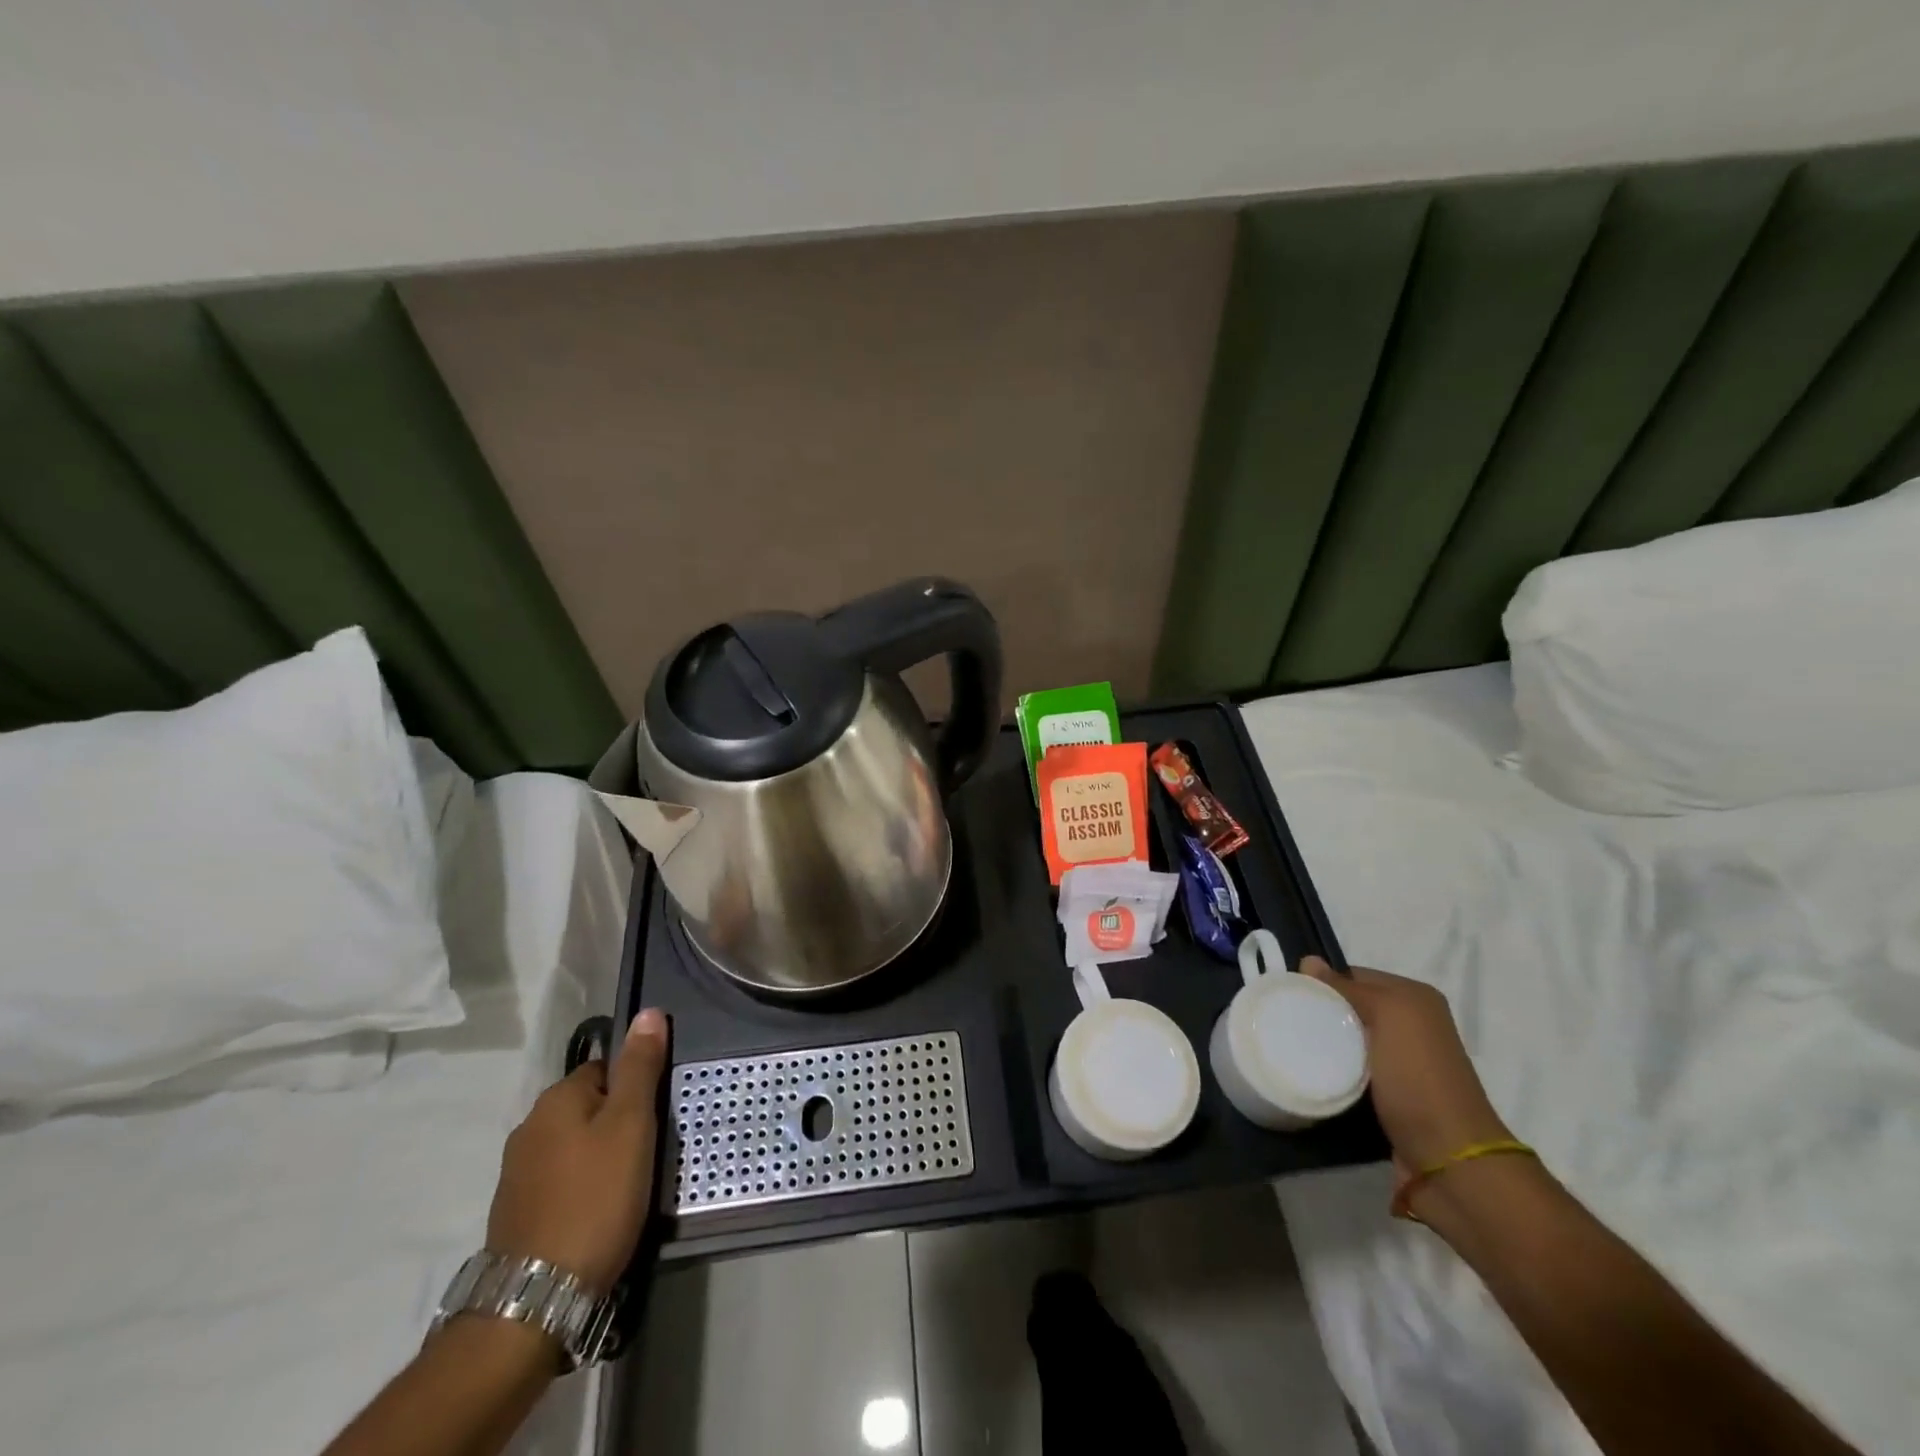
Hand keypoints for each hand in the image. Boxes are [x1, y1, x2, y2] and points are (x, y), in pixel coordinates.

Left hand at [486, 1008, 668, 1295]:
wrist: (536, 1298)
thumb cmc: (596, 1198)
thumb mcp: (632, 1126)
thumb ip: (640, 1068)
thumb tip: (648, 1012)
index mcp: (556, 1098)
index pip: (606, 1067)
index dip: (636, 1088)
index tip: (656, 1118)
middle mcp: (529, 1126)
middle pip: (589, 1105)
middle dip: (618, 1122)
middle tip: (649, 1152)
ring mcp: (517, 1172)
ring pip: (575, 1143)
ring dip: (600, 1154)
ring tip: (628, 1184)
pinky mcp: (516, 1211)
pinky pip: (561, 1178)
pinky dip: (582, 1184)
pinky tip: (599, 1209)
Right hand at [1300, 958, 1508, 1174]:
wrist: (1447, 1159)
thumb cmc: (1418, 1077)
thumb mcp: (1387, 1017)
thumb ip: (1347, 988)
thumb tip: (1309, 960)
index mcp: (1415, 999)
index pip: (1354, 975)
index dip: (1322, 981)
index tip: (1289, 993)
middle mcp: (1411, 1025)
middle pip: (1350, 1006)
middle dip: (1320, 1011)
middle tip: (1283, 1019)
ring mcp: (1400, 1061)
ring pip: (1348, 1038)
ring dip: (1323, 1042)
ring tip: (1289, 1044)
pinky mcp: (1388, 1093)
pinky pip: (1350, 1067)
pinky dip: (1332, 1067)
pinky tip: (1310, 1070)